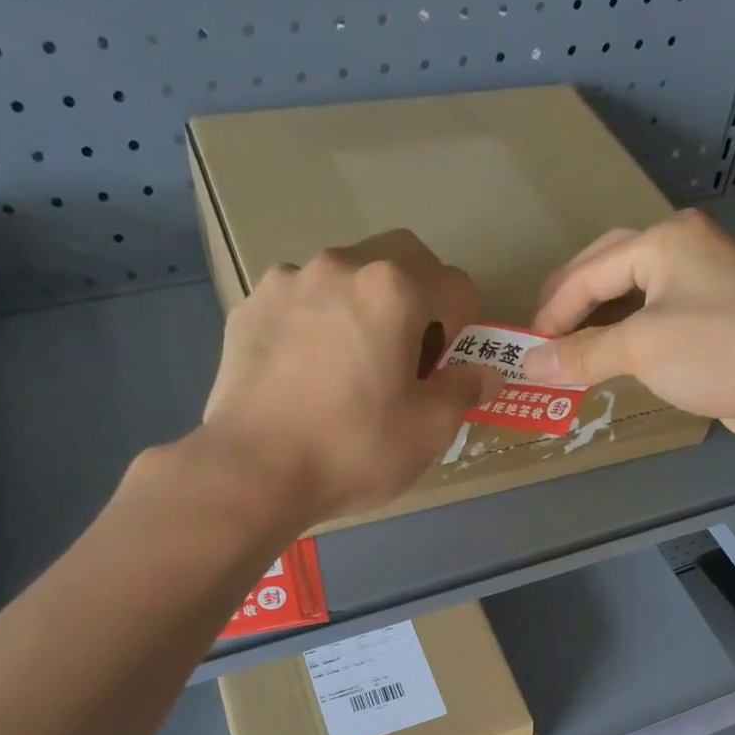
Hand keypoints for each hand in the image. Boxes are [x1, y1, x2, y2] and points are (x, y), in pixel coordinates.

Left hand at [200, 230, 492, 523]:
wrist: (254, 470)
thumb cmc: (355, 448)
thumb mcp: (430, 429)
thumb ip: (465, 390)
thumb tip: (485, 374)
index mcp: (393, 289)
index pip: (455, 285)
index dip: (467, 326)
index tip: (454, 366)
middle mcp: (340, 266)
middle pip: (399, 263)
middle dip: (418, 302)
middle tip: (411, 357)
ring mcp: (287, 281)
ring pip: (345, 279)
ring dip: (364, 310)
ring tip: (354, 367)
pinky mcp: (250, 307)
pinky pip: (301, 303)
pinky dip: (319, 325)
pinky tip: (309, 374)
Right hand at [524, 210, 734, 440]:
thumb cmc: (717, 351)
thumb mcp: (641, 348)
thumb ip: (582, 355)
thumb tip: (529, 366)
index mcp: (665, 240)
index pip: (590, 270)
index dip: (553, 310)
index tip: (526, 348)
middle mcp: (683, 251)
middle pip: (609, 270)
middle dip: (572, 304)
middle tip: (541, 338)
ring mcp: (702, 285)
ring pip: (633, 298)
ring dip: (598, 324)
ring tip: (568, 351)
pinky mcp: (713, 320)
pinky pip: (654, 322)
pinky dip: (626, 339)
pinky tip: (610, 360)